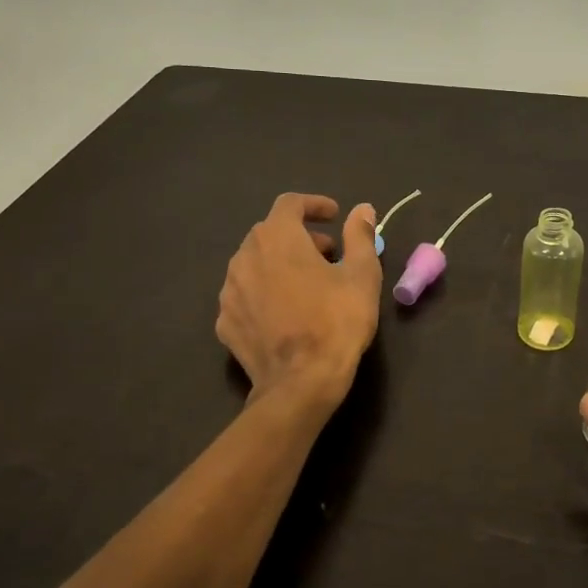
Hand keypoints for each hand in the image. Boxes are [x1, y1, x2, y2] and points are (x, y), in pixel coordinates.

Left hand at [216, 193, 381, 412]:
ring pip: (255, 263)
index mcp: (277, 238)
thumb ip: (359, 236)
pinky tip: (286, 312)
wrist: (300, 383)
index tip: (335, 216)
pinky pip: (246, 295)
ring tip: (309, 284)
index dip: (314, 205)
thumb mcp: (362, 275)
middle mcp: (244, 256)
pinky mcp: (225, 322)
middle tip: (329, 254)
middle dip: (300, 236)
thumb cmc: (337, 321)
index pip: (290, 203)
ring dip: (281, 264)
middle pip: (270, 233)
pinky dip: (265, 292)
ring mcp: (229, 291)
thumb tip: (362, 209)